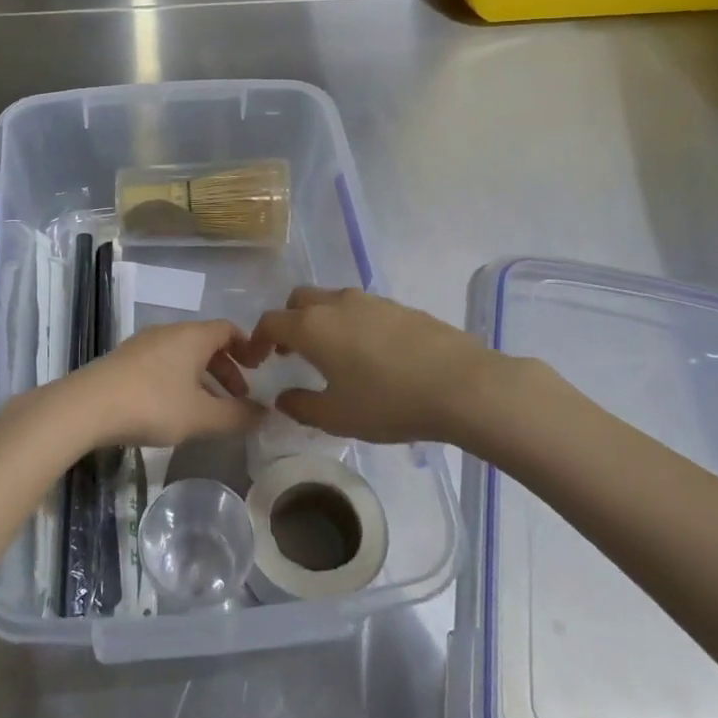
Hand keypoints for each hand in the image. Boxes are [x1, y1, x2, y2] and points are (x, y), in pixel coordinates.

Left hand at [55, 320, 262, 449]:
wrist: (87, 406)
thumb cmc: (152, 404)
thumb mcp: (201, 416)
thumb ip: (236, 416)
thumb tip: (265, 414)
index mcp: (192, 336)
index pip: (228, 329)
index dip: (248, 347)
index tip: (259, 371)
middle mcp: (169, 332)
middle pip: (206, 343)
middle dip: (227, 369)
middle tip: (238, 398)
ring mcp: (143, 345)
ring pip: (184, 356)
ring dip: (202, 378)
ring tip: (208, 410)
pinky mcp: (125, 361)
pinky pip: (163, 364)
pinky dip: (179, 381)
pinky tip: (175, 410)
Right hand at [237, 287, 534, 446]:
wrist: (462, 385)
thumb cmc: (389, 402)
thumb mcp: (337, 416)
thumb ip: (301, 406)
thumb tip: (283, 398)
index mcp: (313, 327)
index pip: (270, 322)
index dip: (256, 341)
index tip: (257, 362)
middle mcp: (337, 304)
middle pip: (299, 301)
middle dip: (288, 322)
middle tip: (290, 353)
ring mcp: (371, 301)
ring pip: (332, 300)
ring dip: (321, 321)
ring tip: (331, 355)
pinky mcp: (400, 307)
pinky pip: (362, 308)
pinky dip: (351, 323)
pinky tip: (369, 354)